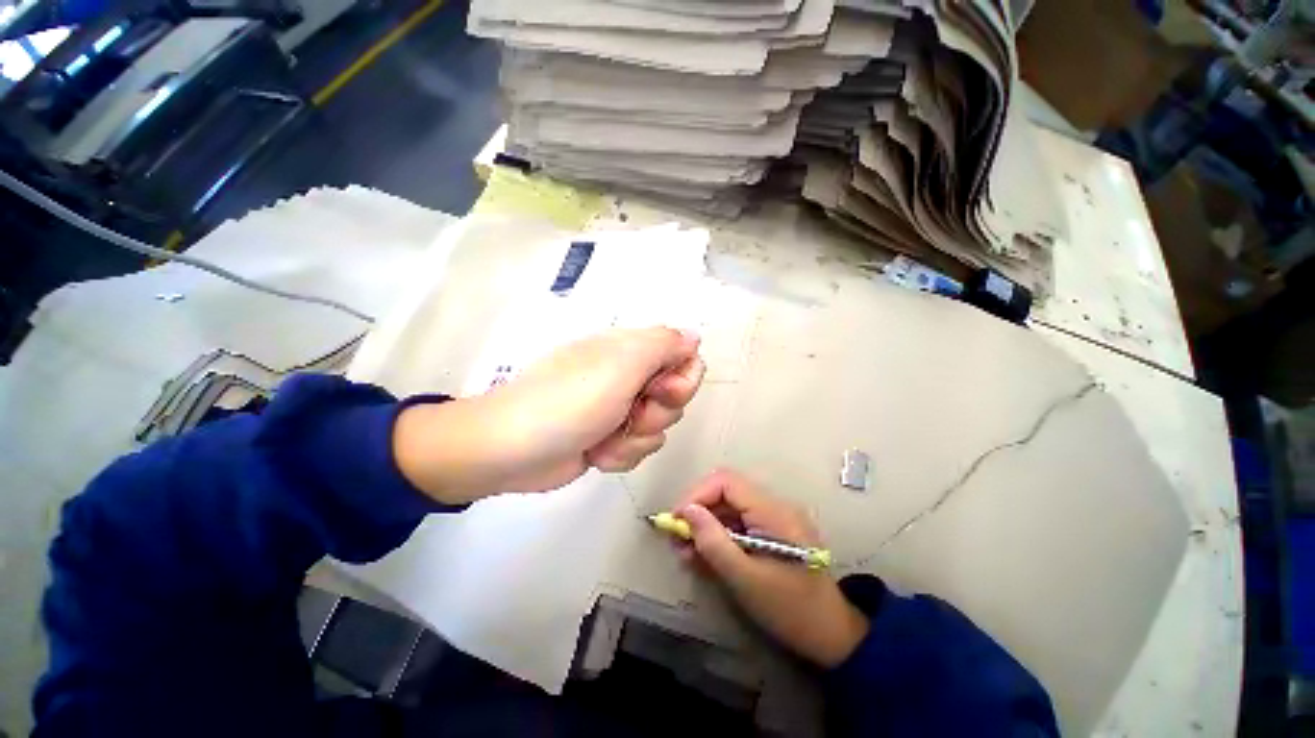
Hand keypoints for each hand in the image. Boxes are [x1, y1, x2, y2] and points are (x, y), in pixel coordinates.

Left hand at [393, 327, 703, 503]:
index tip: (662, 390)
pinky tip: (595, 452)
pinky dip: (619, 454)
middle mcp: (629, 377)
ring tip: (604, 437)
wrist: (513, 450)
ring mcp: (619, 410)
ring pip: (658, 428)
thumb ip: (664, 345)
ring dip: (634, 438)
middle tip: (629, 412)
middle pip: (675, 397)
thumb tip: (694, 336)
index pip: (684, 357)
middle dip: (656, 412)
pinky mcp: (610, 438)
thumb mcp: (621, 363)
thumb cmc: (569, 401)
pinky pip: (638, 448)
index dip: (683, 379)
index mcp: (632, 351)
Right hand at [672, 470, 868, 667]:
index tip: (676, 519)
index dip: (697, 494)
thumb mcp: (746, 580)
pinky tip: (701, 555)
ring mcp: (772, 518)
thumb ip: (714, 543)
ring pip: (728, 508)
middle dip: (698, 510)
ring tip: (683, 551)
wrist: (832, 636)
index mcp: (773, 511)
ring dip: (704, 525)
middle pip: (726, 491)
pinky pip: (737, 523)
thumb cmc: (791, 610)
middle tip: (675, 537)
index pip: (727, 482)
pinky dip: (717, 536)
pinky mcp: (769, 532)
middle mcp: (773, 506)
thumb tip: (686, 511)